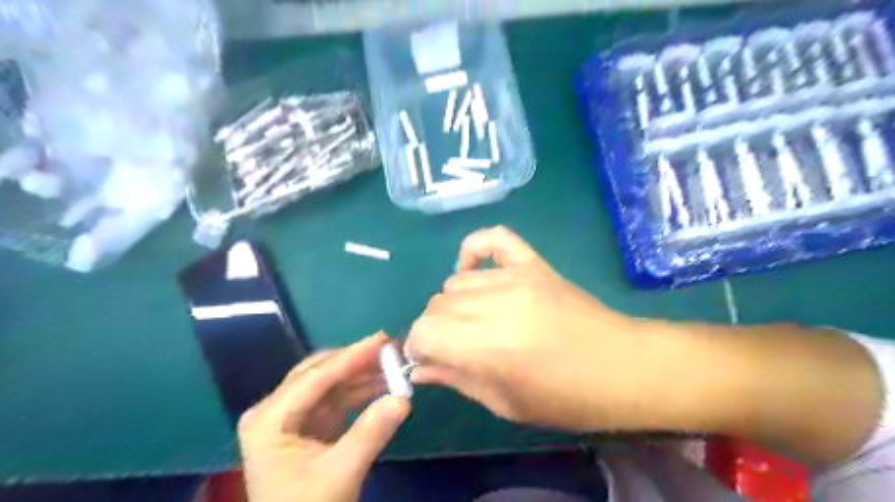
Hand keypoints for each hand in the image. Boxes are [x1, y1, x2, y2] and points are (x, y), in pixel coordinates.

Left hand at [239, 333, 409, 501]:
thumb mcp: (340, 475)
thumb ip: (371, 433)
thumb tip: (404, 399)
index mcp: (269, 419)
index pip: (315, 377)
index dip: (352, 356)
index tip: (383, 339)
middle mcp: (274, 410)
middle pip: (319, 373)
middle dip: (356, 360)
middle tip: (390, 348)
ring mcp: (289, 417)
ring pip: (329, 383)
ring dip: (360, 374)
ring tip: (393, 365)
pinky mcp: (305, 425)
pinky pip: (334, 398)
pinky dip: (358, 391)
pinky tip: (381, 385)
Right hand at [406, 228, 671, 430]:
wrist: (624, 367)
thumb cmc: (567, 398)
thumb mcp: (506, 403)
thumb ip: (456, 380)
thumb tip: (419, 369)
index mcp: (490, 346)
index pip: (424, 331)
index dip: (418, 347)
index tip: (429, 360)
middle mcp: (497, 304)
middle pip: (436, 305)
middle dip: (434, 330)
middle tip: (453, 348)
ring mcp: (517, 277)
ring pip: (456, 281)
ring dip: (453, 304)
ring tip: (473, 322)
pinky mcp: (534, 264)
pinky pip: (494, 238)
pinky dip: (474, 249)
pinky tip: (474, 270)